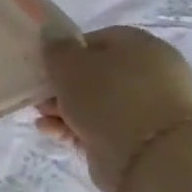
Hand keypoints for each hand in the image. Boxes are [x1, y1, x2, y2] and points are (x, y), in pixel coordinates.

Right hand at [39, 26, 191, 191]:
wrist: (149, 157)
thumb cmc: (107, 98)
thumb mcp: (69, 64)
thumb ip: (56, 47)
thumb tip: (52, 34)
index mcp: (143, 47)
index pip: (98, 39)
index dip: (68, 51)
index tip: (46, 65)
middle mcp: (151, 74)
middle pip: (96, 74)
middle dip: (63, 85)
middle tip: (40, 94)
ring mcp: (147, 108)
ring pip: (95, 103)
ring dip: (64, 108)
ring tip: (43, 116)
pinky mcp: (139, 138)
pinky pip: (99, 126)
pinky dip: (74, 127)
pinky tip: (51, 130)